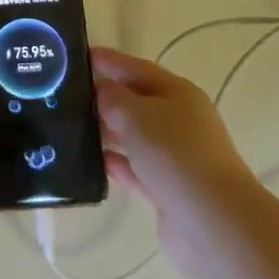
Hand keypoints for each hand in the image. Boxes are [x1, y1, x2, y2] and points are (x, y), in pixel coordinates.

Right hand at [92, 47, 254, 276]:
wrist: (211, 222)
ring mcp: (177, 157)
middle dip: (105, 97)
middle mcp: (181, 120)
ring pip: (135, 137)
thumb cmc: (174, 153)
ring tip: (71, 128)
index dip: (109, 60)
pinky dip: (117, 164)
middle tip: (66, 94)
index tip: (78, 56)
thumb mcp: (135, 114)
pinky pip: (137, 169)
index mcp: (178, 93)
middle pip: (137, 102)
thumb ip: (112, 98)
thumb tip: (100, 90)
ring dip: (108, 132)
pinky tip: (92, 163)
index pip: (137, 68)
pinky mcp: (169, 190)